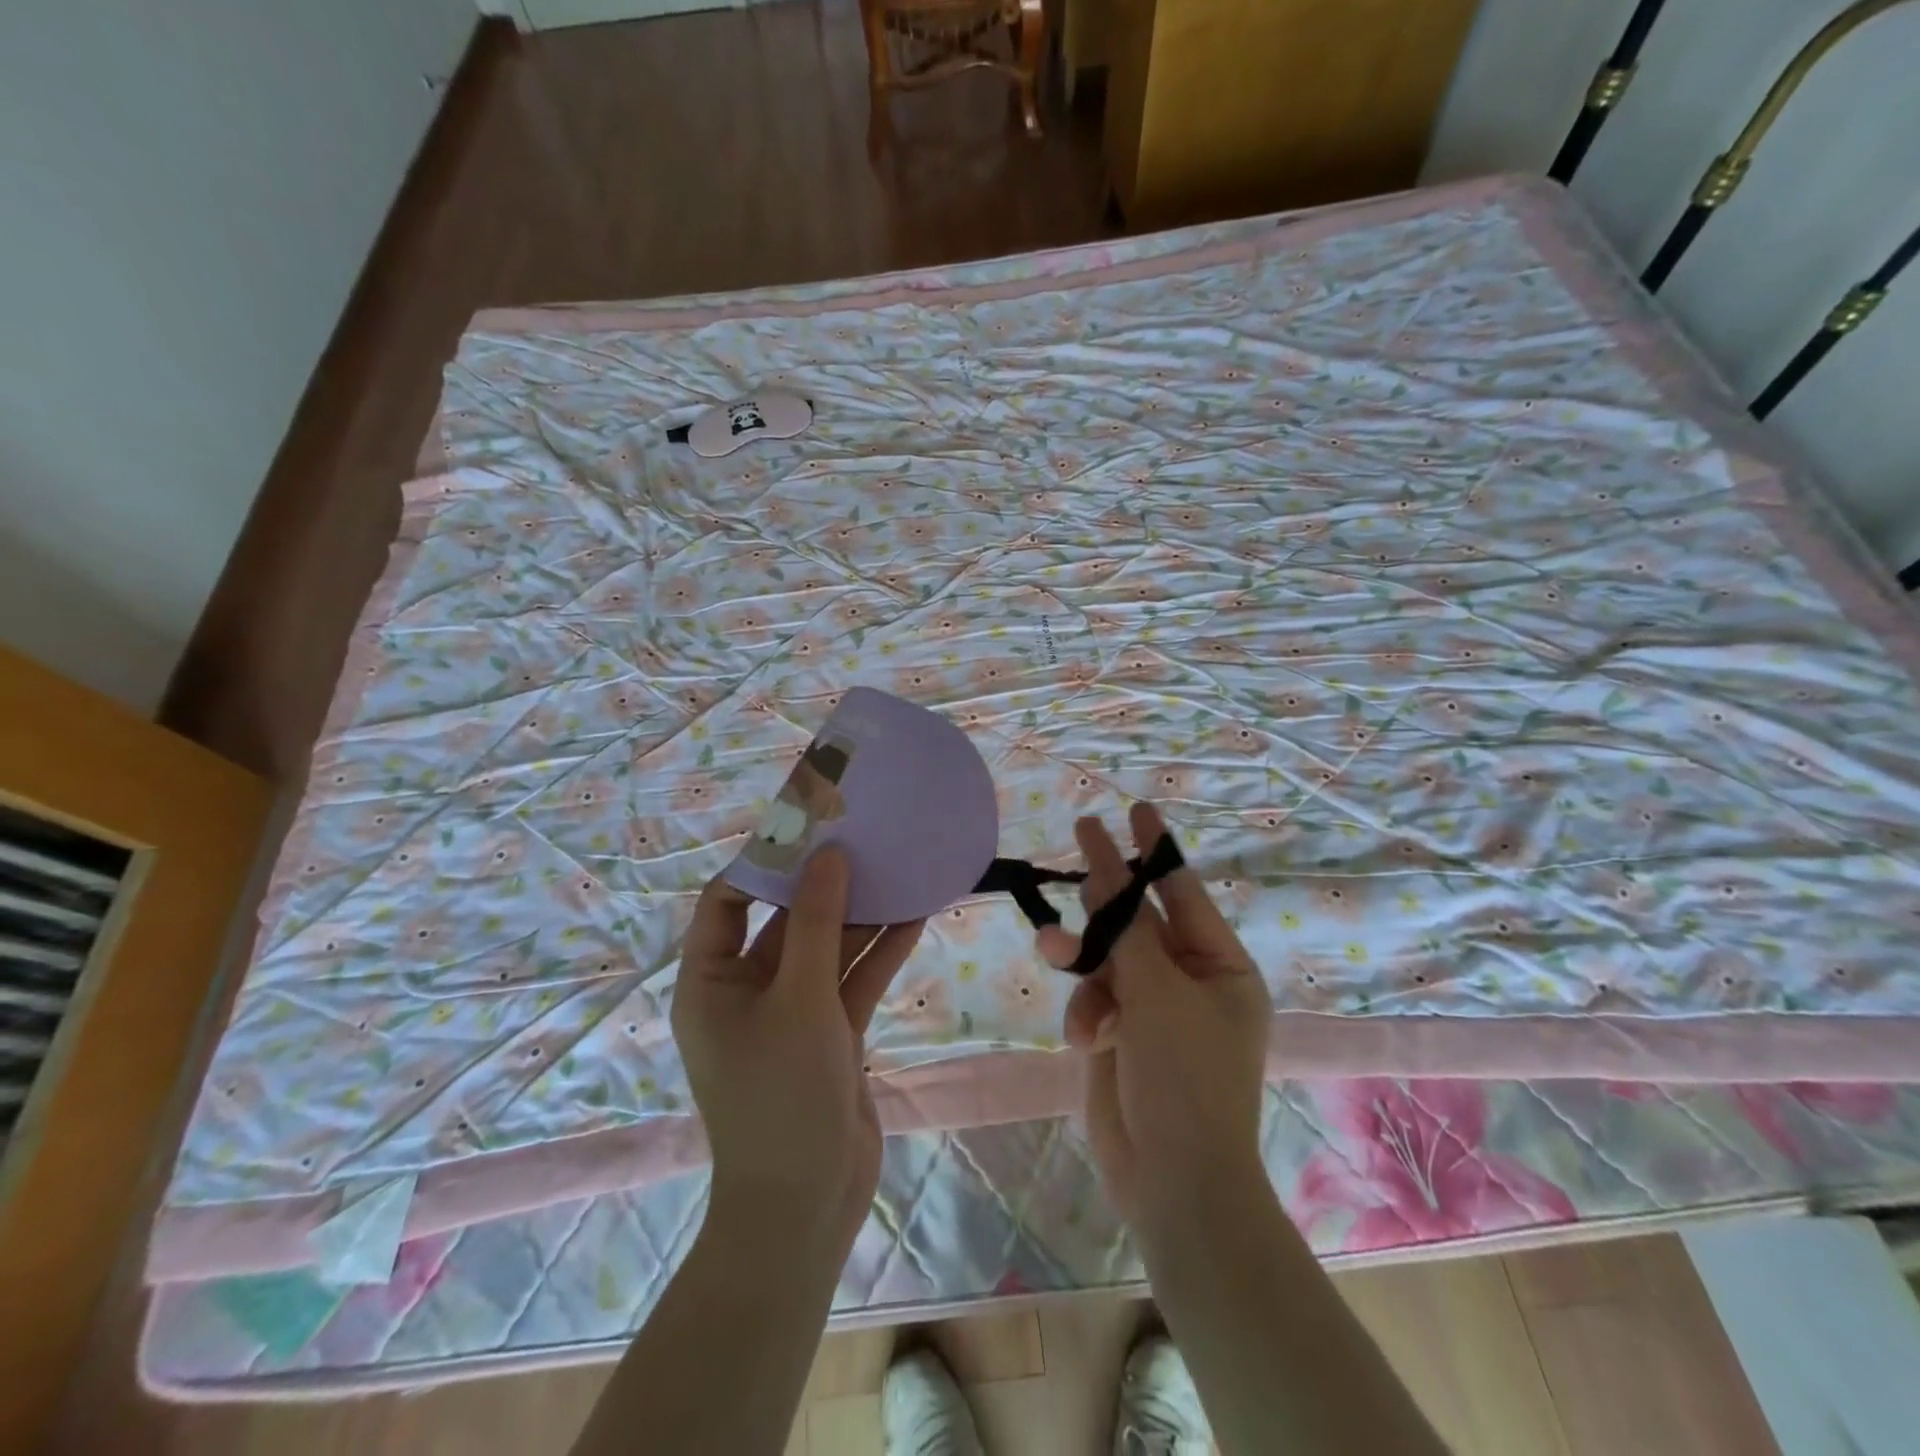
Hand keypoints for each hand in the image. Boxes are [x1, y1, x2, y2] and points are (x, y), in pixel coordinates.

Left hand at [674, 849, 923, 1249]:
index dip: (762, 864)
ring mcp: (792, 1012)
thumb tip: (829, 855)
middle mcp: (747, 990)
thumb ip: (817, 923)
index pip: (726, 903)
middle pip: (785, 921)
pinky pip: (853, 980)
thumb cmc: (782, 1095)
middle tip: (862, 838)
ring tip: (897, 866)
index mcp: (711, 982)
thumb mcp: (799, 999)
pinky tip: (916, 914)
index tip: (807, 830)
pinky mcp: (830, 1032)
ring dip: (861, 915)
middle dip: (824, 884)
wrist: (807, 1203)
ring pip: (827, 948)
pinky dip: (880, 951)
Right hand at [1037, 804, 1272, 1226]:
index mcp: (1220, 967)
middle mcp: (1189, 982)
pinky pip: (1093, 1000)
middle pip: (1138, 922)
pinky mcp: (1121, 1037)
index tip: (1135, 809)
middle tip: (1079, 839)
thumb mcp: (1157, 994)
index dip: (1156, 850)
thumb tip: (1103, 874)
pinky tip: (1085, 1038)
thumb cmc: (1186, 1078)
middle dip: (1105, 898)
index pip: (1183, 893)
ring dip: (1083, 960)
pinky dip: (1086, 1012)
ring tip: (1053, 951)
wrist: (1173, 1182)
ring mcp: (1153, 1011)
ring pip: (1106, 960)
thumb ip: (1125, 931)